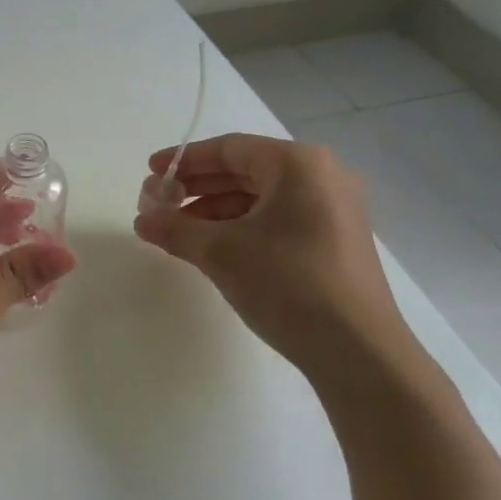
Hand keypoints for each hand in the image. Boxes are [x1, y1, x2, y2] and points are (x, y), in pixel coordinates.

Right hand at [133, 134, 403, 364]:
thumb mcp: (220, 252)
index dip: (185, 160)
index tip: (151, 172)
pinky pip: (278, 219)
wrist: (358, 351)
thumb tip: (142, 219)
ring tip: (178, 231)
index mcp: (298, 164)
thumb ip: (175, 228)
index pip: (230, 149)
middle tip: (159, 203)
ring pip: (261, 197)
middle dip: (198, 187)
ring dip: (215, 210)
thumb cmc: (287, 283)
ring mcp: (333, 209)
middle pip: (246, 170)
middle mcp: (322, 176)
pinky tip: (213, 247)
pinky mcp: (335, 240)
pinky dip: (242, 227)